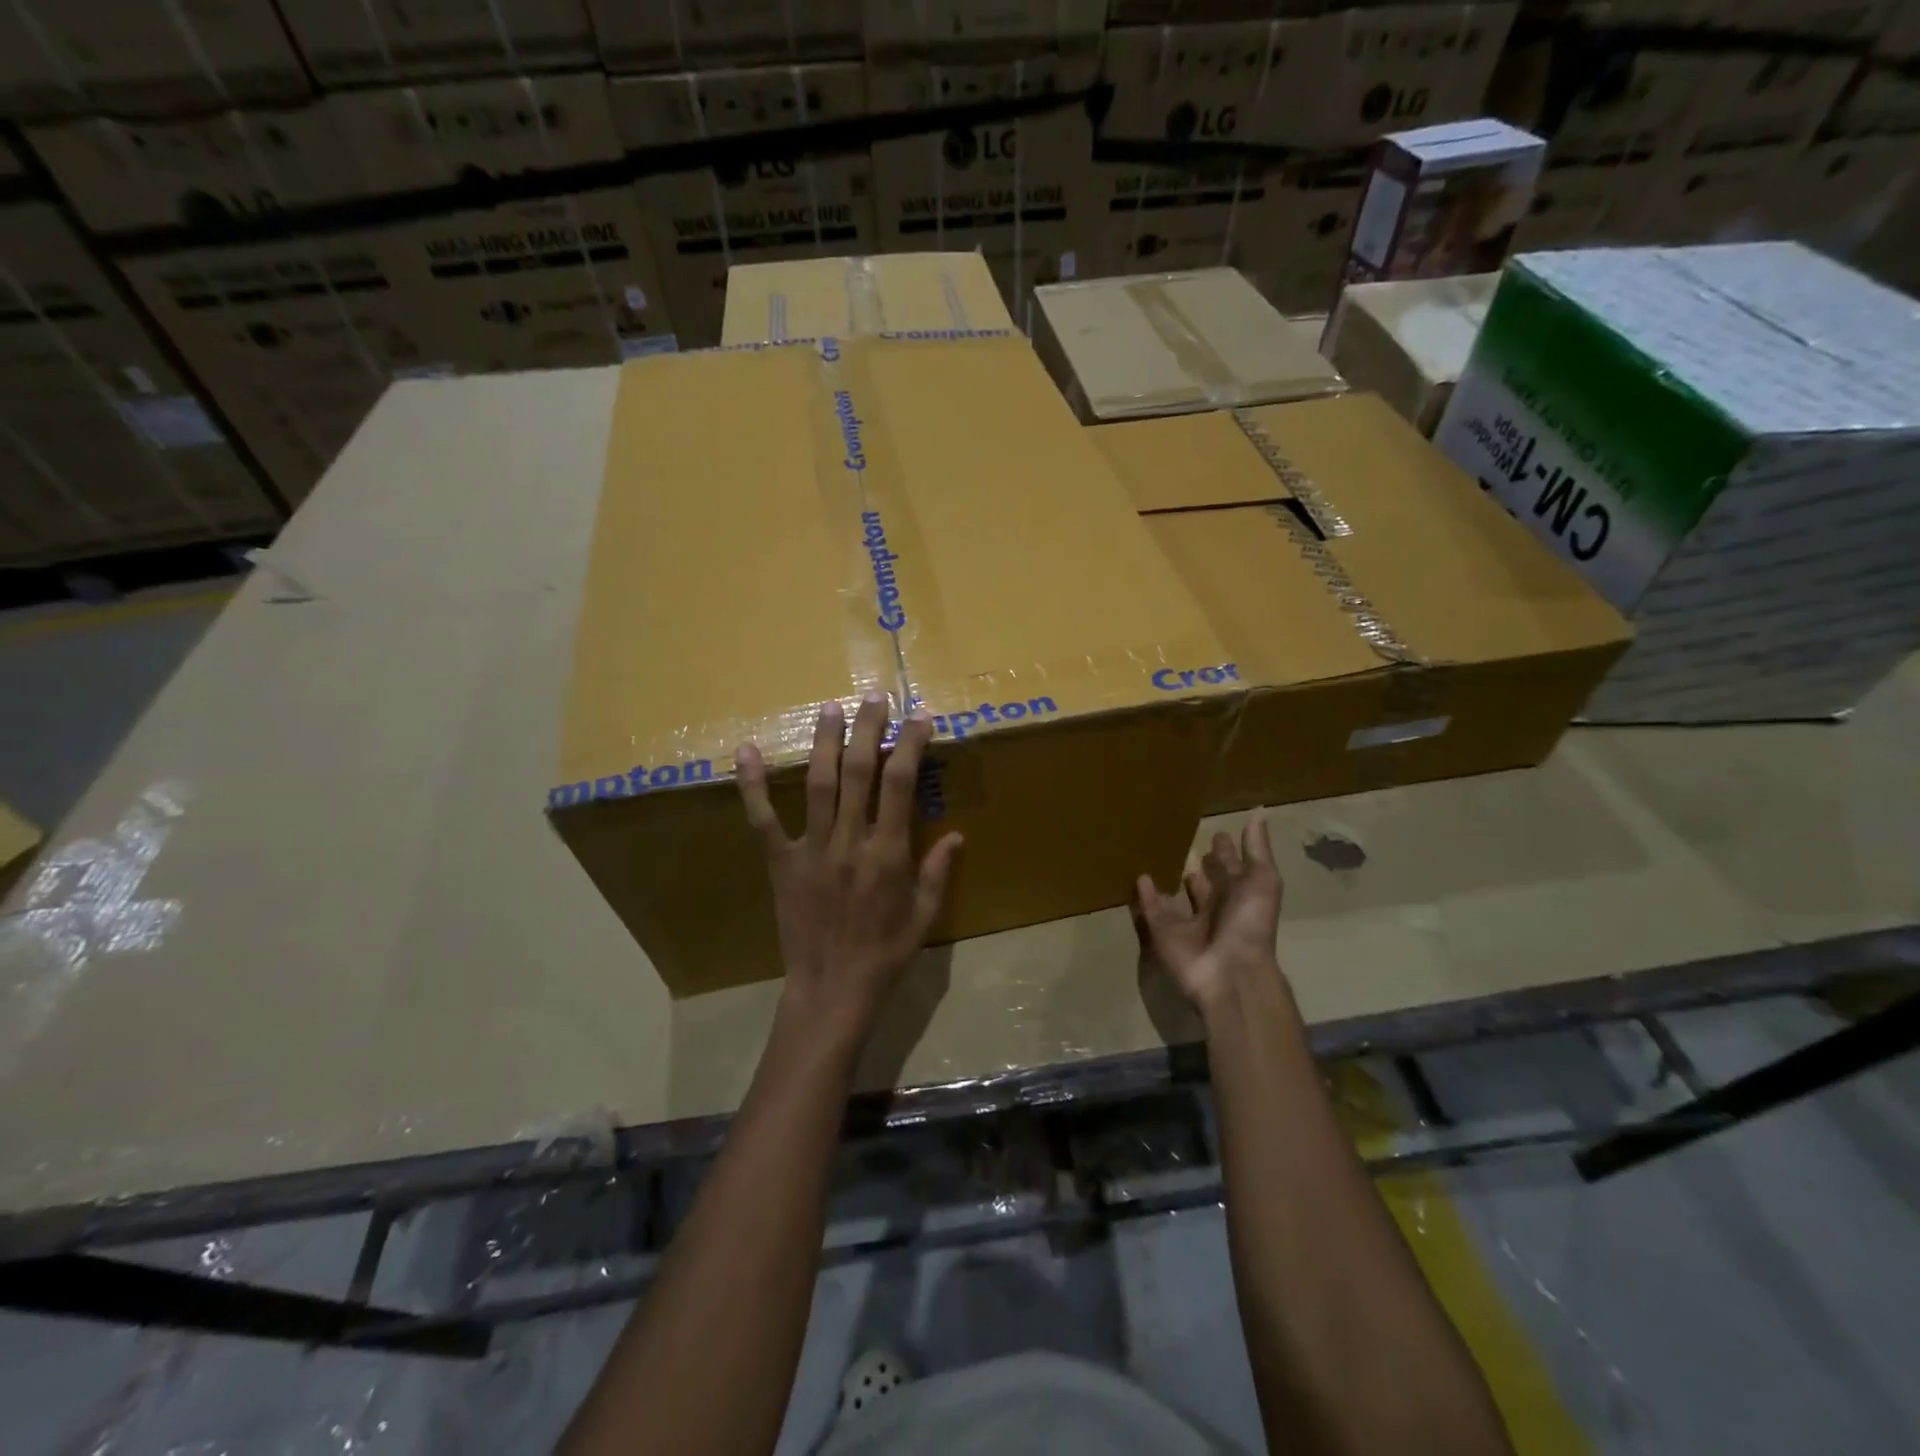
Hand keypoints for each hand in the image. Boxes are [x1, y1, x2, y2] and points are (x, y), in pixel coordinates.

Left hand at [736, 692, 962, 1035]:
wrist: (833, 990)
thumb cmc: (886, 955)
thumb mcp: (925, 916)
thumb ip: (939, 872)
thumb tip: (957, 834)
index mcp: (888, 853)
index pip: (901, 784)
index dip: (911, 744)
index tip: (921, 716)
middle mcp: (850, 841)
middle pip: (859, 771)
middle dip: (868, 729)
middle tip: (874, 697)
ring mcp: (812, 848)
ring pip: (818, 784)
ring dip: (824, 741)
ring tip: (830, 708)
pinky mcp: (781, 862)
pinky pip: (763, 818)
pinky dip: (753, 784)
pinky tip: (746, 750)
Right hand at [1134, 817, 1285, 1015]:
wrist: (1229, 973)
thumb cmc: (1250, 924)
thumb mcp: (1262, 881)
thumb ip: (1257, 849)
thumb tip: (1259, 811)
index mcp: (1241, 896)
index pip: (1233, 868)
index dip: (1227, 852)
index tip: (1218, 832)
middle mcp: (1216, 907)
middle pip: (1206, 883)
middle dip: (1200, 865)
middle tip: (1183, 839)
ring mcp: (1189, 923)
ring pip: (1177, 896)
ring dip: (1170, 879)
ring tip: (1156, 854)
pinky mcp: (1164, 933)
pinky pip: (1153, 910)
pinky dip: (1145, 896)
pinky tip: (1139, 876)